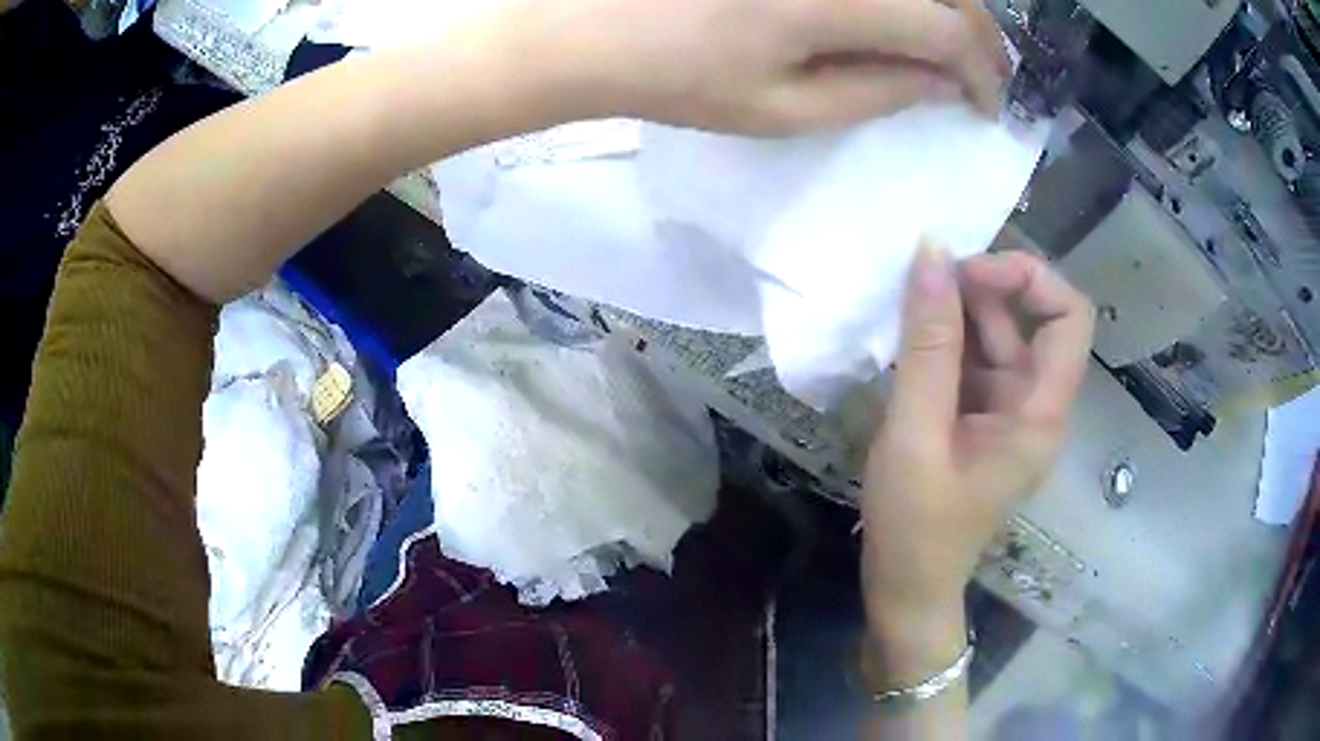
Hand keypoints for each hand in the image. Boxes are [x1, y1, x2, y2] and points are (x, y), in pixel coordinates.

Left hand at [520, 0, 1009, 133]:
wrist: (586, 26)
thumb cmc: (676, 78)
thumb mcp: (782, 109)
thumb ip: (876, 91)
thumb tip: (942, 83)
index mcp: (832, 3)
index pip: (948, 32)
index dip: (983, 73)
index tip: (987, 105)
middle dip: (978, 34)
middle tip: (978, 72)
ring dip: (947, 5)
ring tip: (947, 42)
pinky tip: (898, 14)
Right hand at [859, 246, 1092, 670]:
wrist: (906, 590)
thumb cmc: (915, 527)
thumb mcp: (916, 435)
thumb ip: (927, 346)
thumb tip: (930, 254)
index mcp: (1039, 414)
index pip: (1069, 317)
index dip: (1028, 279)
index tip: (968, 273)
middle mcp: (1033, 403)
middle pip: (1028, 317)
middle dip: (981, 287)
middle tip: (922, 280)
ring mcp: (1006, 411)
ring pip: (996, 334)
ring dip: (956, 310)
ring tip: (904, 307)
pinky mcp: (979, 417)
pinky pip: (971, 359)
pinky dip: (942, 339)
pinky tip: (906, 339)